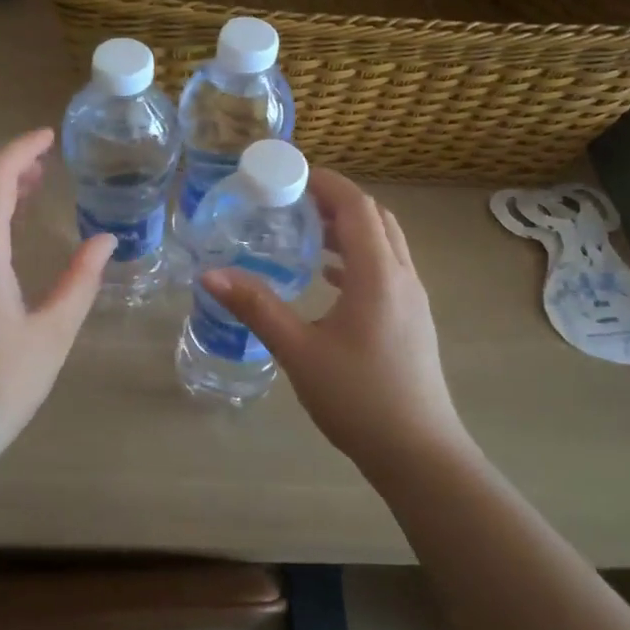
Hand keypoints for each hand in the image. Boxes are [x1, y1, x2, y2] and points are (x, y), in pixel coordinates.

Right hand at [200, 169, 474, 474]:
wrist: (420, 454)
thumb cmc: (358, 398)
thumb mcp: (299, 351)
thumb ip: (256, 307)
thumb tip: (209, 275)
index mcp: (377, 275)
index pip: (356, 207)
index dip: (326, 183)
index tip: (289, 174)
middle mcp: (402, 277)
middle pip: (375, 218)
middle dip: (336, 201)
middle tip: (292, 201)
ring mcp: (413, 299)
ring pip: (385, 243)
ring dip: (350, 228)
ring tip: (306, 232)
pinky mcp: (413, 320)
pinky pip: (388, 268)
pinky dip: (358, 257)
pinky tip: (328, 278)